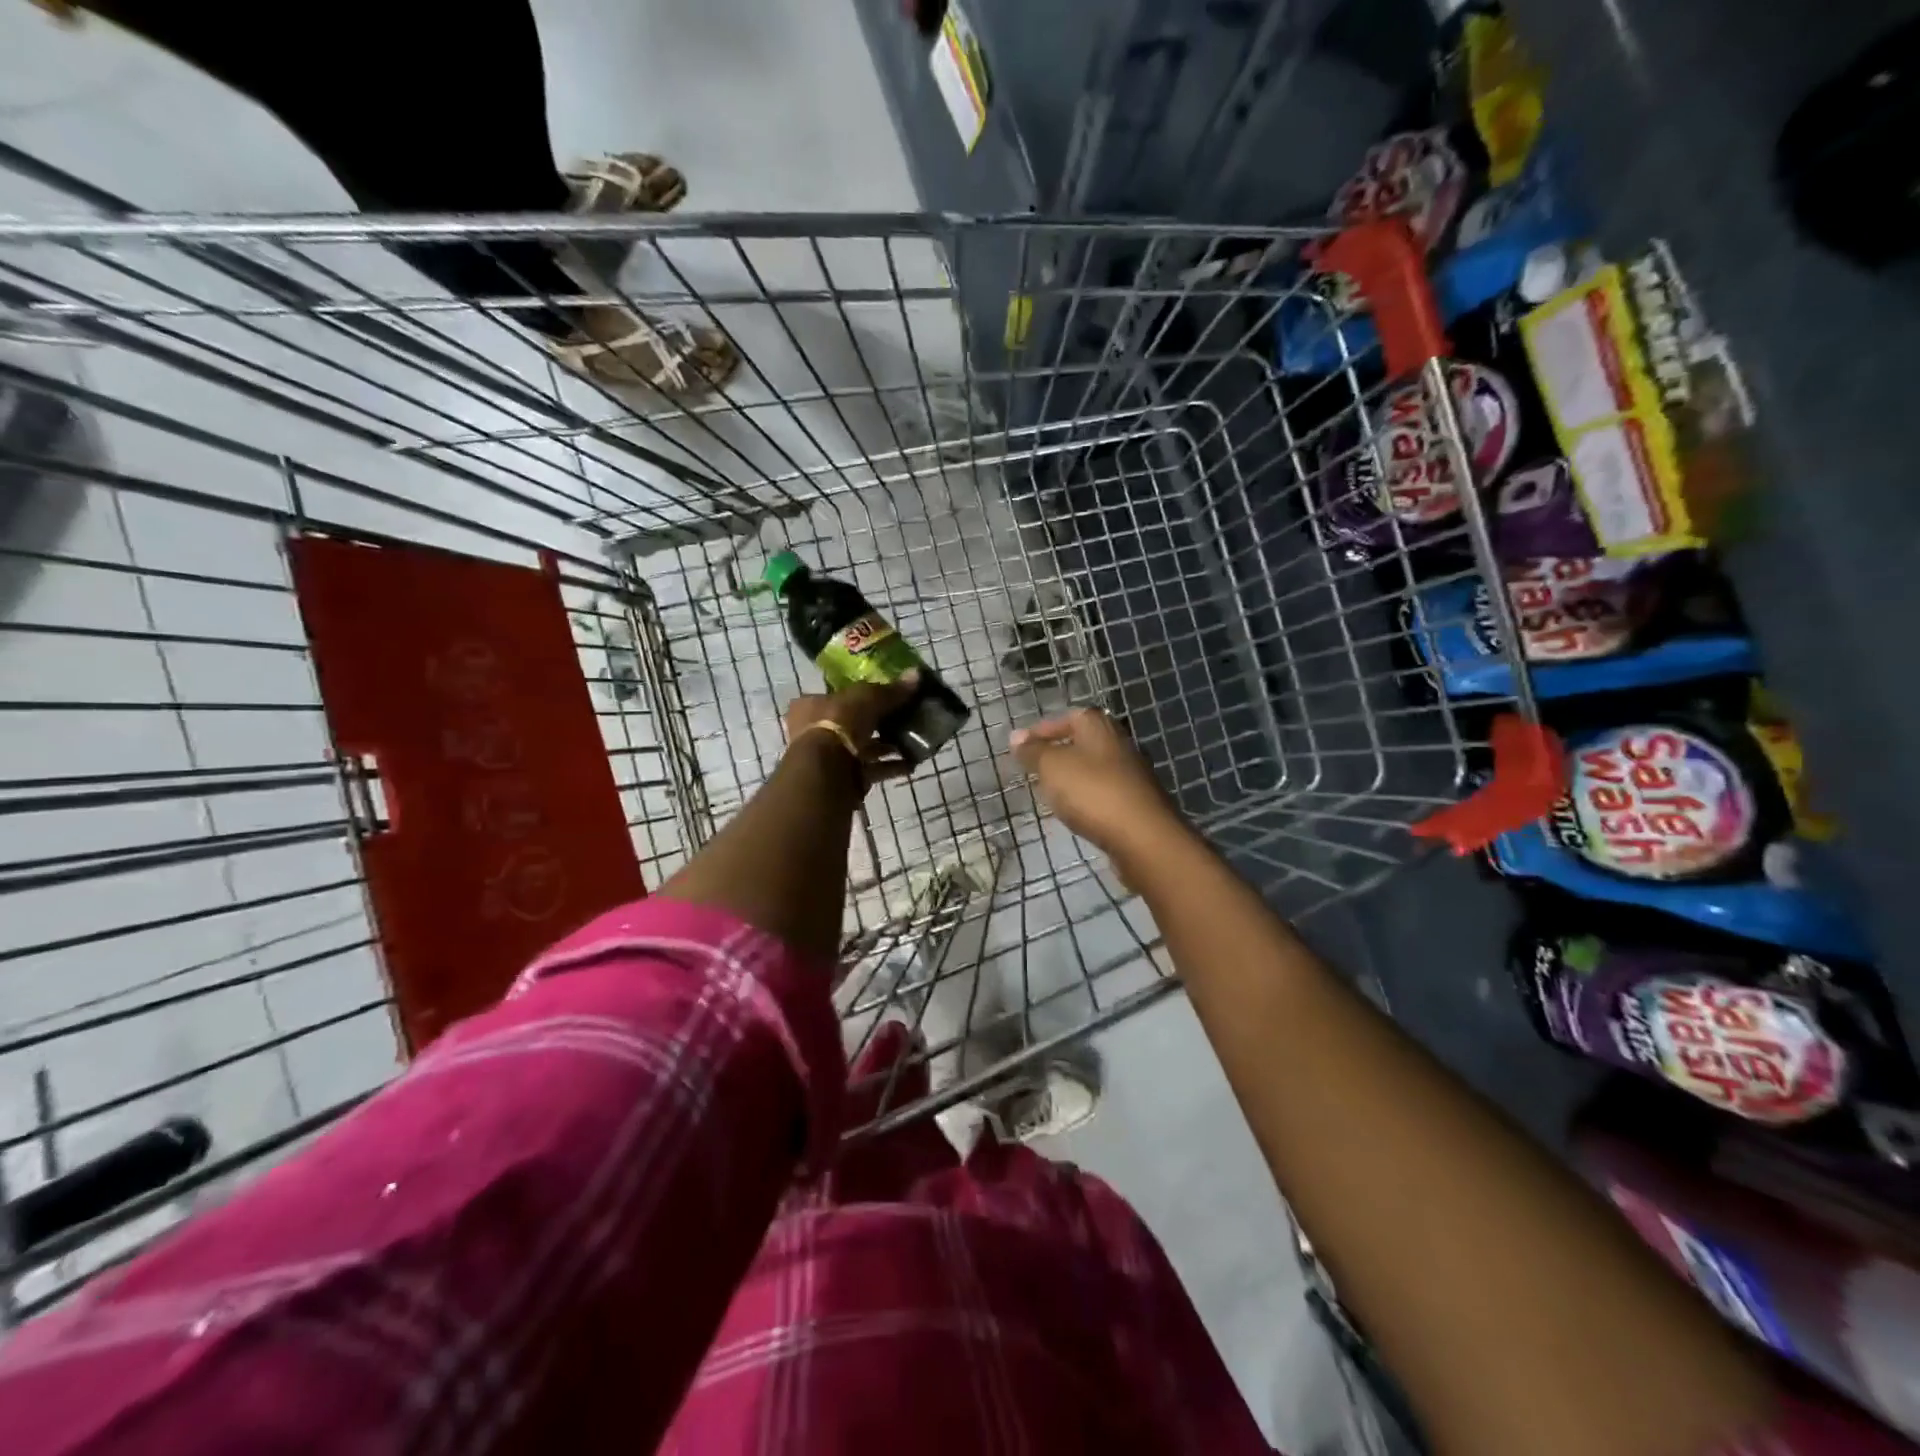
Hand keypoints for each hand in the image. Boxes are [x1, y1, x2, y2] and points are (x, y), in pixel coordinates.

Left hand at [785, 673, 918, 788]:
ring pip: (862, 748)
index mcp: (811, 706)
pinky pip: (872, 769)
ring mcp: (829, 758)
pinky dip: (891, 766)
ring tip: (914, 741)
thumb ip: (891, 690)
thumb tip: (916, 674)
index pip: (836, 696)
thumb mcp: (868, 697)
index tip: (884, 696)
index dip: (860, 695)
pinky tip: (912, 763)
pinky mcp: (844, 779)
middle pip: (851, 723)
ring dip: (887, 746)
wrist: (828, 771)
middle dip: (877, 723)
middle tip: (903, 718)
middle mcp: (815, 731)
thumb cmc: (840, 722)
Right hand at [1009, 708, 1182, 858]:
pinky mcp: (1136, 801)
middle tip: (1034, 769)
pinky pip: (1104, 792)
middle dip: (1058, 753)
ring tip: (1050, 793)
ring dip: (1073, 777)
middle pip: (1082, 741)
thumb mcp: (1052, 767)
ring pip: (1094, 768)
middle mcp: (1118, 742)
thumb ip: (1033, 751)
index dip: (1042, 730)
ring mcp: (1131, 773)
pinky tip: (1076, 812)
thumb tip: (1016, 736)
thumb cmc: (1092, 791)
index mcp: (1098, 726)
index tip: (1021, 747)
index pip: (1067, 717)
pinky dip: (1088, 798)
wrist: (1143, 836)